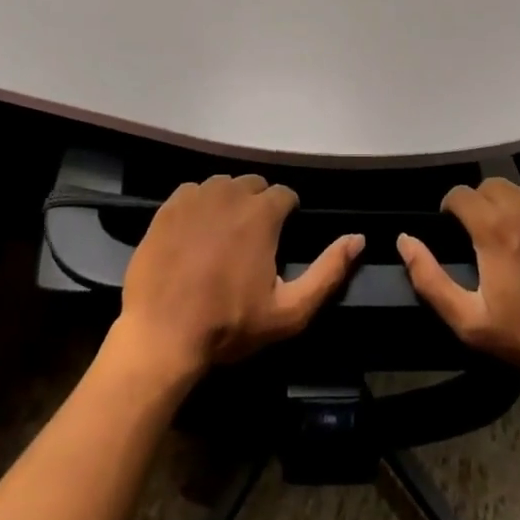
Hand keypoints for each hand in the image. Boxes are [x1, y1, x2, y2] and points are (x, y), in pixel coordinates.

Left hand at [112, 175, 362, 385]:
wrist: (161, 335)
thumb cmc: (229, 324)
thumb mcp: (290, 311)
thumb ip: (328, 272)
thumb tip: (358, 238)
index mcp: (262, 213)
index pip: (285, 194)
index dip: (288, 214)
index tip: (281, 238)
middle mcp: (230, 193)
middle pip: (254, 185)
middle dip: (259, 205)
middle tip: (254, 240)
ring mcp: (196, 197)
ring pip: (223, 185)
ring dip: (230, 202)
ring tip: (225, 235)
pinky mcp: (168, 206)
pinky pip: (193, 193)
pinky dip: (200, 205)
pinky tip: (195, 234)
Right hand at [398, 178, 519, 386]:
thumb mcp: (470, 321)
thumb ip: (430, 278)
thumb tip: (405, 240)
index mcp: (492, 227)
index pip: (459, 194)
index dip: (452, 209)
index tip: (456, 229)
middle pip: (490, 186)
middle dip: (482, 206)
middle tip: (488, 237)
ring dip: (514, 206)